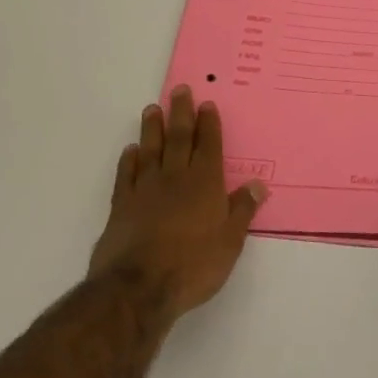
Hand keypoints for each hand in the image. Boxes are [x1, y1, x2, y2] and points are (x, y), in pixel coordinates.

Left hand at [89, 86, 267, 318]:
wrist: (138, 288)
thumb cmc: (193, 266)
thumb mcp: (230, 242)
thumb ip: (242, 211)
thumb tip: (257, 184)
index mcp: (205, 184)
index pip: (209, 146)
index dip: (209, 125)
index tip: (206, 104)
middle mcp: (175, 179)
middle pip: (179, 139)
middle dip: (181, 113)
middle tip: (180, 90)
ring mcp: (145, 190)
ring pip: (150, 151)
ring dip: (153, 129)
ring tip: (152, 109)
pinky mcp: (121, 206)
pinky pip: (125, 175)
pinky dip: (128, 161)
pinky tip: (130, 151)